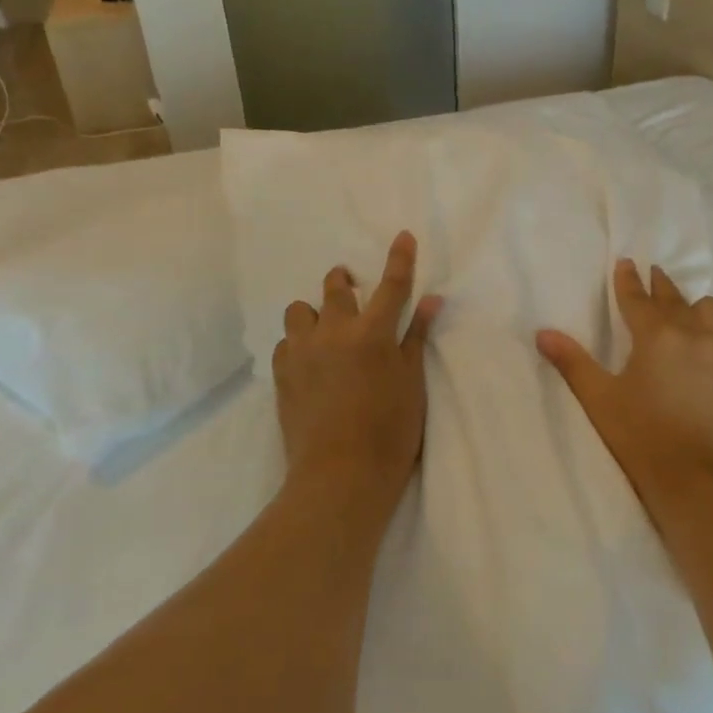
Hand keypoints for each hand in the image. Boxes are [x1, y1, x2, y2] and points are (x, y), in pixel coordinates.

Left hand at [273, 232, 442, 514]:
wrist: (340, 476)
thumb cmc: (390, 433)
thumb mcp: (412, 384)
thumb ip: (416, 338)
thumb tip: (431, 300)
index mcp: (373, 334)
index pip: (392, 286)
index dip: (400, 259)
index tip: (403, 236)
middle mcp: (334, 332)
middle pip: (335, 288)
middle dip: (344, 281)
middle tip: (351, 288)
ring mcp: (302, 352)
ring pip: (299, 311)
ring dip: (314, 312)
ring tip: (325, 330)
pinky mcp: (281, 375)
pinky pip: (285, 343)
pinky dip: (298, 343)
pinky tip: (308, 361)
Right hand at [538, 261, 712, 513]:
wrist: (696, 478)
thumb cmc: (640, 435)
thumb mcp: (599, 399)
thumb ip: (572, 362)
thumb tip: (543, 333)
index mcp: (656, 335)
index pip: (638, 298)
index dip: (628, 280)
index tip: (626, 262)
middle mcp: (691, 335)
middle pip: (674, 299)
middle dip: (659, 285)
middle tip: (651, 273)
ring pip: (707, 312)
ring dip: (691, 304)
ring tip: (681, 307)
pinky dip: (706, 329)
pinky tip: (698, 344)